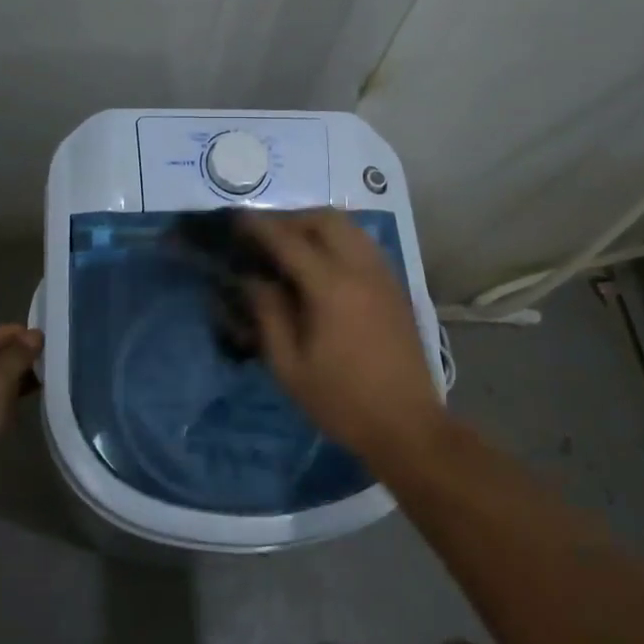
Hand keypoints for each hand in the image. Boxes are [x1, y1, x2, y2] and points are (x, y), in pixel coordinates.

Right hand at [241, 209, 443, 461]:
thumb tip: (252, 279)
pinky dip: (338, 239)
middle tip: (264, 235)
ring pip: (349, 226)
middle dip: (290, 218)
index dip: (258, 226)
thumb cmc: (342, 401)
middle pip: (324, 219)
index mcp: (331, 288)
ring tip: (290, 244)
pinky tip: (322, 262)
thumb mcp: (290, 366)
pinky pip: (363, 243)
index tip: (236, 219)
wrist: (407, 425)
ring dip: (316, 225)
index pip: (288, 241)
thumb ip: (268, 315)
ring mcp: (383, 275)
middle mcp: (360, 269)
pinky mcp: (395, 286)